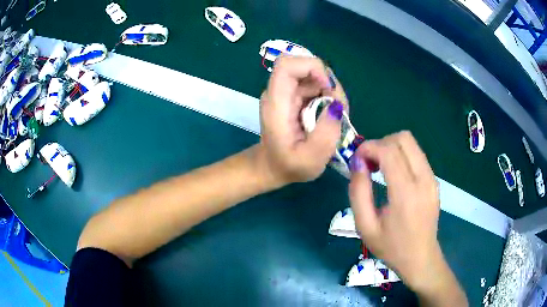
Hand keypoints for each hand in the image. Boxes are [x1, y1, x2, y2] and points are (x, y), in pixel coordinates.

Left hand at [257, 56, 347, 186]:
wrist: (272, 166)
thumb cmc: (288, 166)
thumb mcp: (310, 161)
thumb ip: (325, 135)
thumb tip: (336, 106)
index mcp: (277, 103)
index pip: (287, 65)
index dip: (312, 68)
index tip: (329, 89)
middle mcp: (280, 92)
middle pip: (305, 67)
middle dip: (329, 83)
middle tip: (339, 109)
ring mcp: (288, 93)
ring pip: (314, 76)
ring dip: (332, 91)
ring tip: (337, 116)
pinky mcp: (296, 97)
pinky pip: (316, 86)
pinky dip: (329, 96)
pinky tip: (331, 115)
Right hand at [348, 131, 441, 288]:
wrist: (421, 258)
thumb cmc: (391, 247)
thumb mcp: (365, 226)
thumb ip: (358, 192)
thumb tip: (358, 163)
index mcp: (406, 193)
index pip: (389, 151)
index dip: (369, 147)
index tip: (356, 159)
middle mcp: (423, 180)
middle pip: (403, 138)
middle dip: (381, 143)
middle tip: (369, 163)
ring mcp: (432, 178)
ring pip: (411, 144)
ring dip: (391, 148)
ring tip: (380, 168)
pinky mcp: (434, 180)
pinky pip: (417, 155)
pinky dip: (401, 156)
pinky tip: (393, 175)